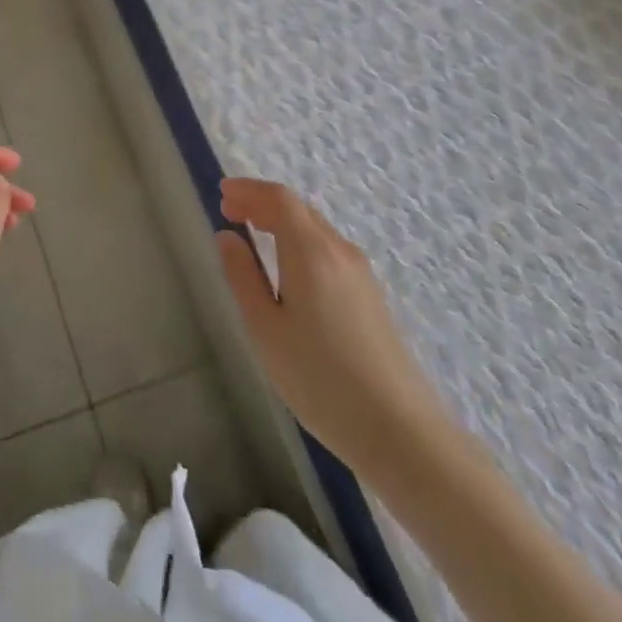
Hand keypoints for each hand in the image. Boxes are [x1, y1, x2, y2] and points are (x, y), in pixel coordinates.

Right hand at [216, 177, 450, 483]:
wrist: (399, 431)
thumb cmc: (320, 379)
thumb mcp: (265, 329)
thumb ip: (243, 276)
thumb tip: (227, 236)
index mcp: (311, 252)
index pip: (279, 199)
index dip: (249, 190)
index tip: (222, 193)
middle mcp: (339, 251)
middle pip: (298, 209)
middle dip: (262, 202)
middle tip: (230, 210)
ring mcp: (360, 273)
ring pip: (315, 228)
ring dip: (281, 220)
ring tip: (252, 231)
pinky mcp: (370, 295)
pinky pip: (327, 248)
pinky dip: (299, 239)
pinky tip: (287, 264)